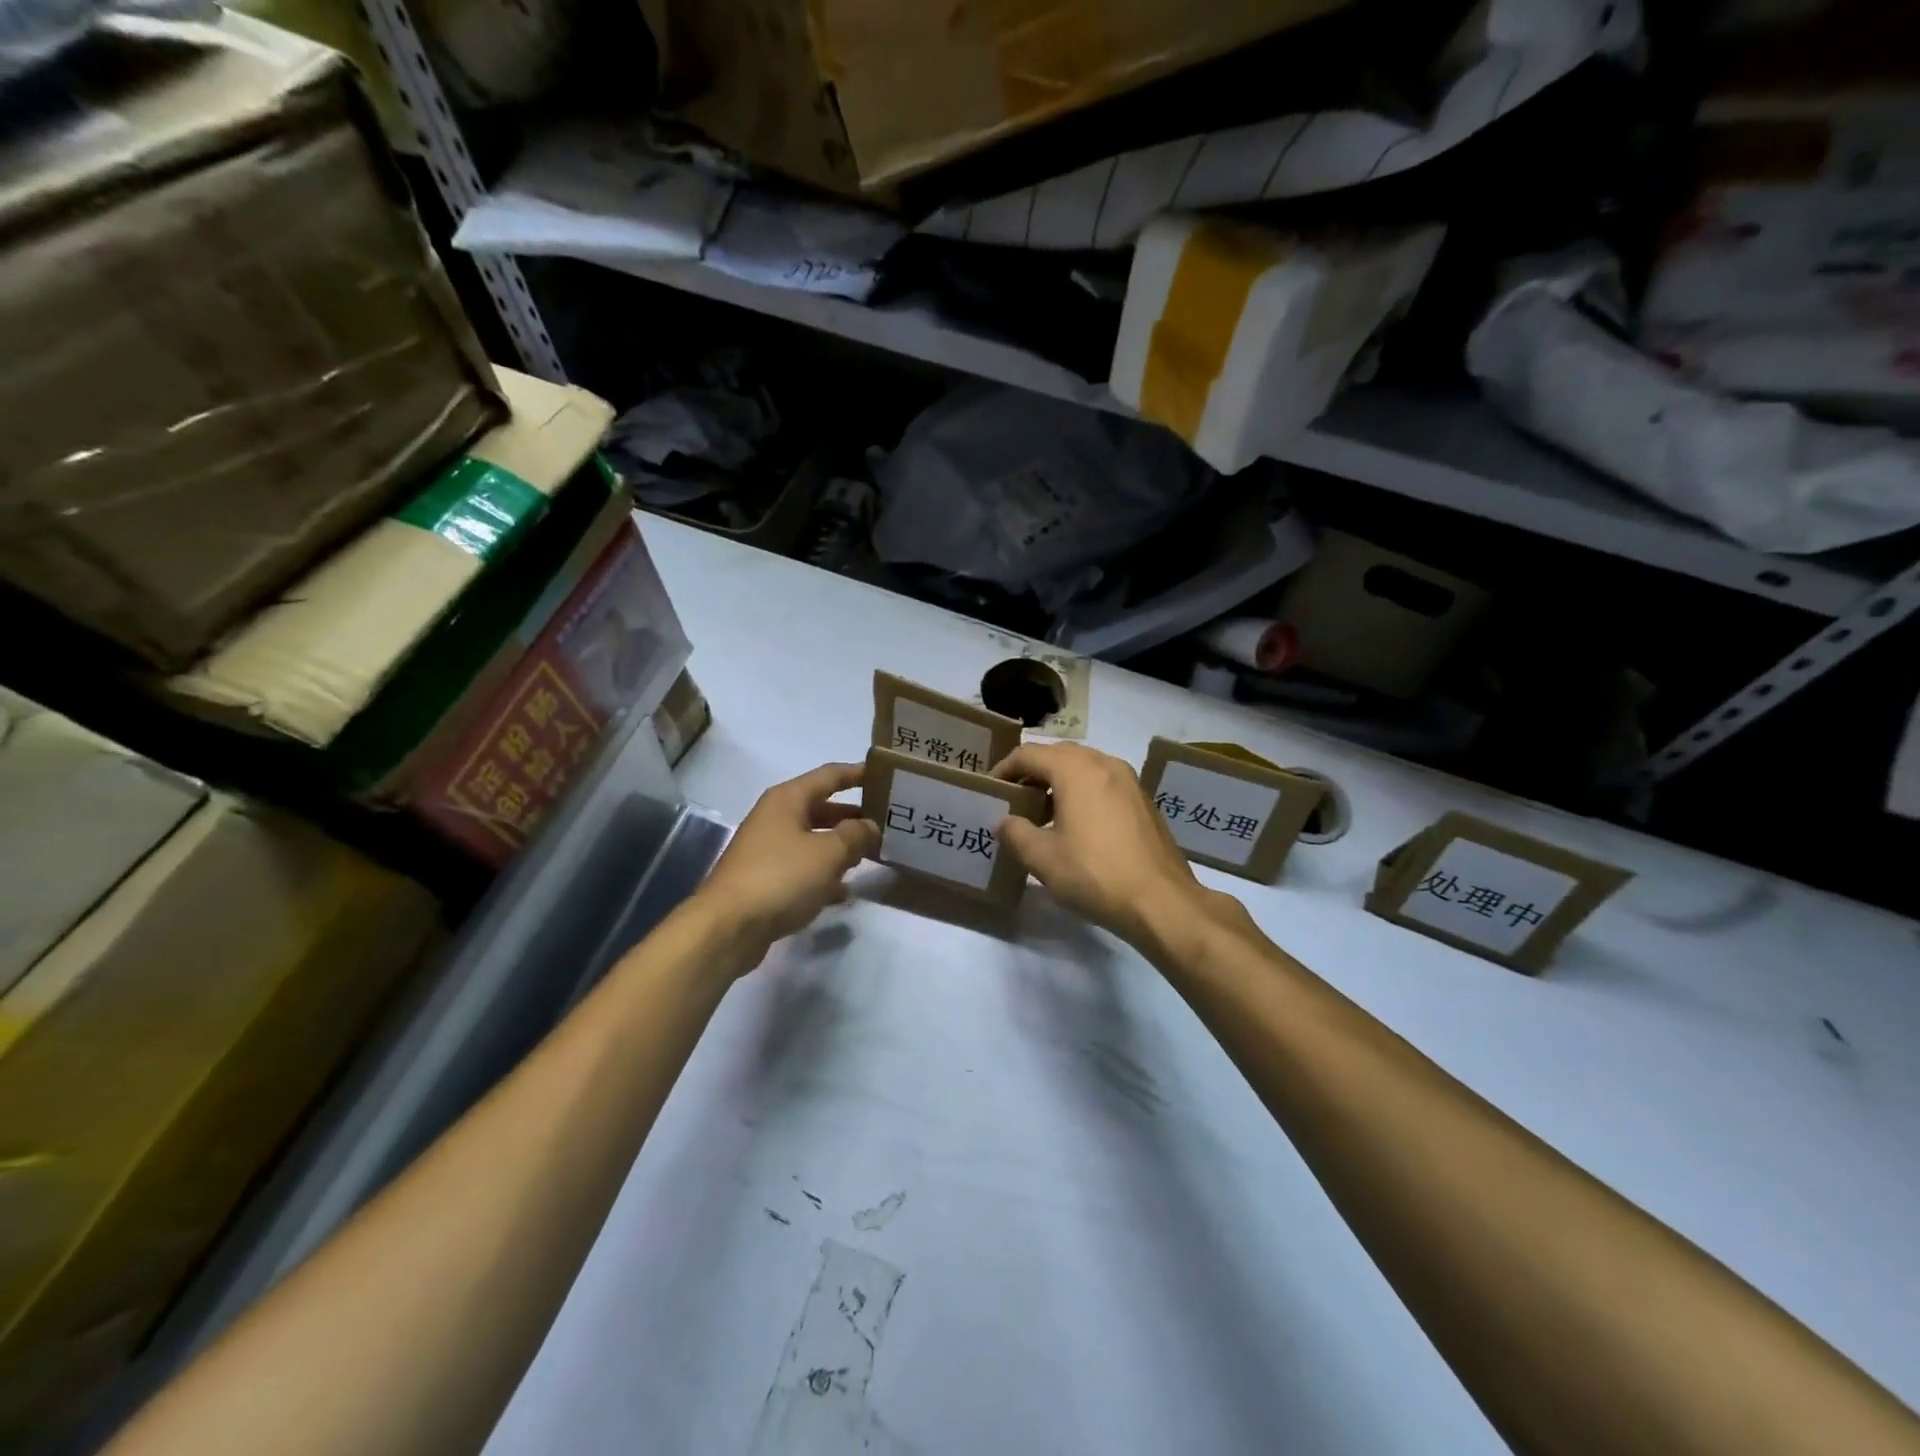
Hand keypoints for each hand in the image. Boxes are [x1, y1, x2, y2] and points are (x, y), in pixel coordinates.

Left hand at [696, 763, 879, 964]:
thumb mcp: (828, 853)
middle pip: (821, 808)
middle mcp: (775, 818)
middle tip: (886, 822)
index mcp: (788, 799)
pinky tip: (845, 892)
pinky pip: (803, 869)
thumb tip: (869, 826)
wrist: (728, 927)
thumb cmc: (781, 876)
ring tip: (872, 855)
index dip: (857, 773)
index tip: (885, 774)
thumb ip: (855, 835)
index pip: (830, 775)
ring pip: (813, 841)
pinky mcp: (765, 880)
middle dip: (853, 815)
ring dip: (840, 847)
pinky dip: (824, 875)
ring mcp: (768, 851)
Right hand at [993, 743, 1224, 953]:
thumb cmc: (1094, 874)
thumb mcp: (1042, 858)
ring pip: (1084, 767)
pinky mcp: (1144, 800)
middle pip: (1058, 754)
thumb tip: (1004, 821)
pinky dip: (1083, 791)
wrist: (1161, 901)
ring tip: (1042, 813)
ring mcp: (1129, 780)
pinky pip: (1104, 782)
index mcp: (1076, 770)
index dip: (1004, 769)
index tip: (990, 790)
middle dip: (1032, 772)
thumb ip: (1015, 832)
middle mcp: (1104, 763)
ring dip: (1059, 781)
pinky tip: (1077, 825)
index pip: (1029, 754)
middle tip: (1014, 799)